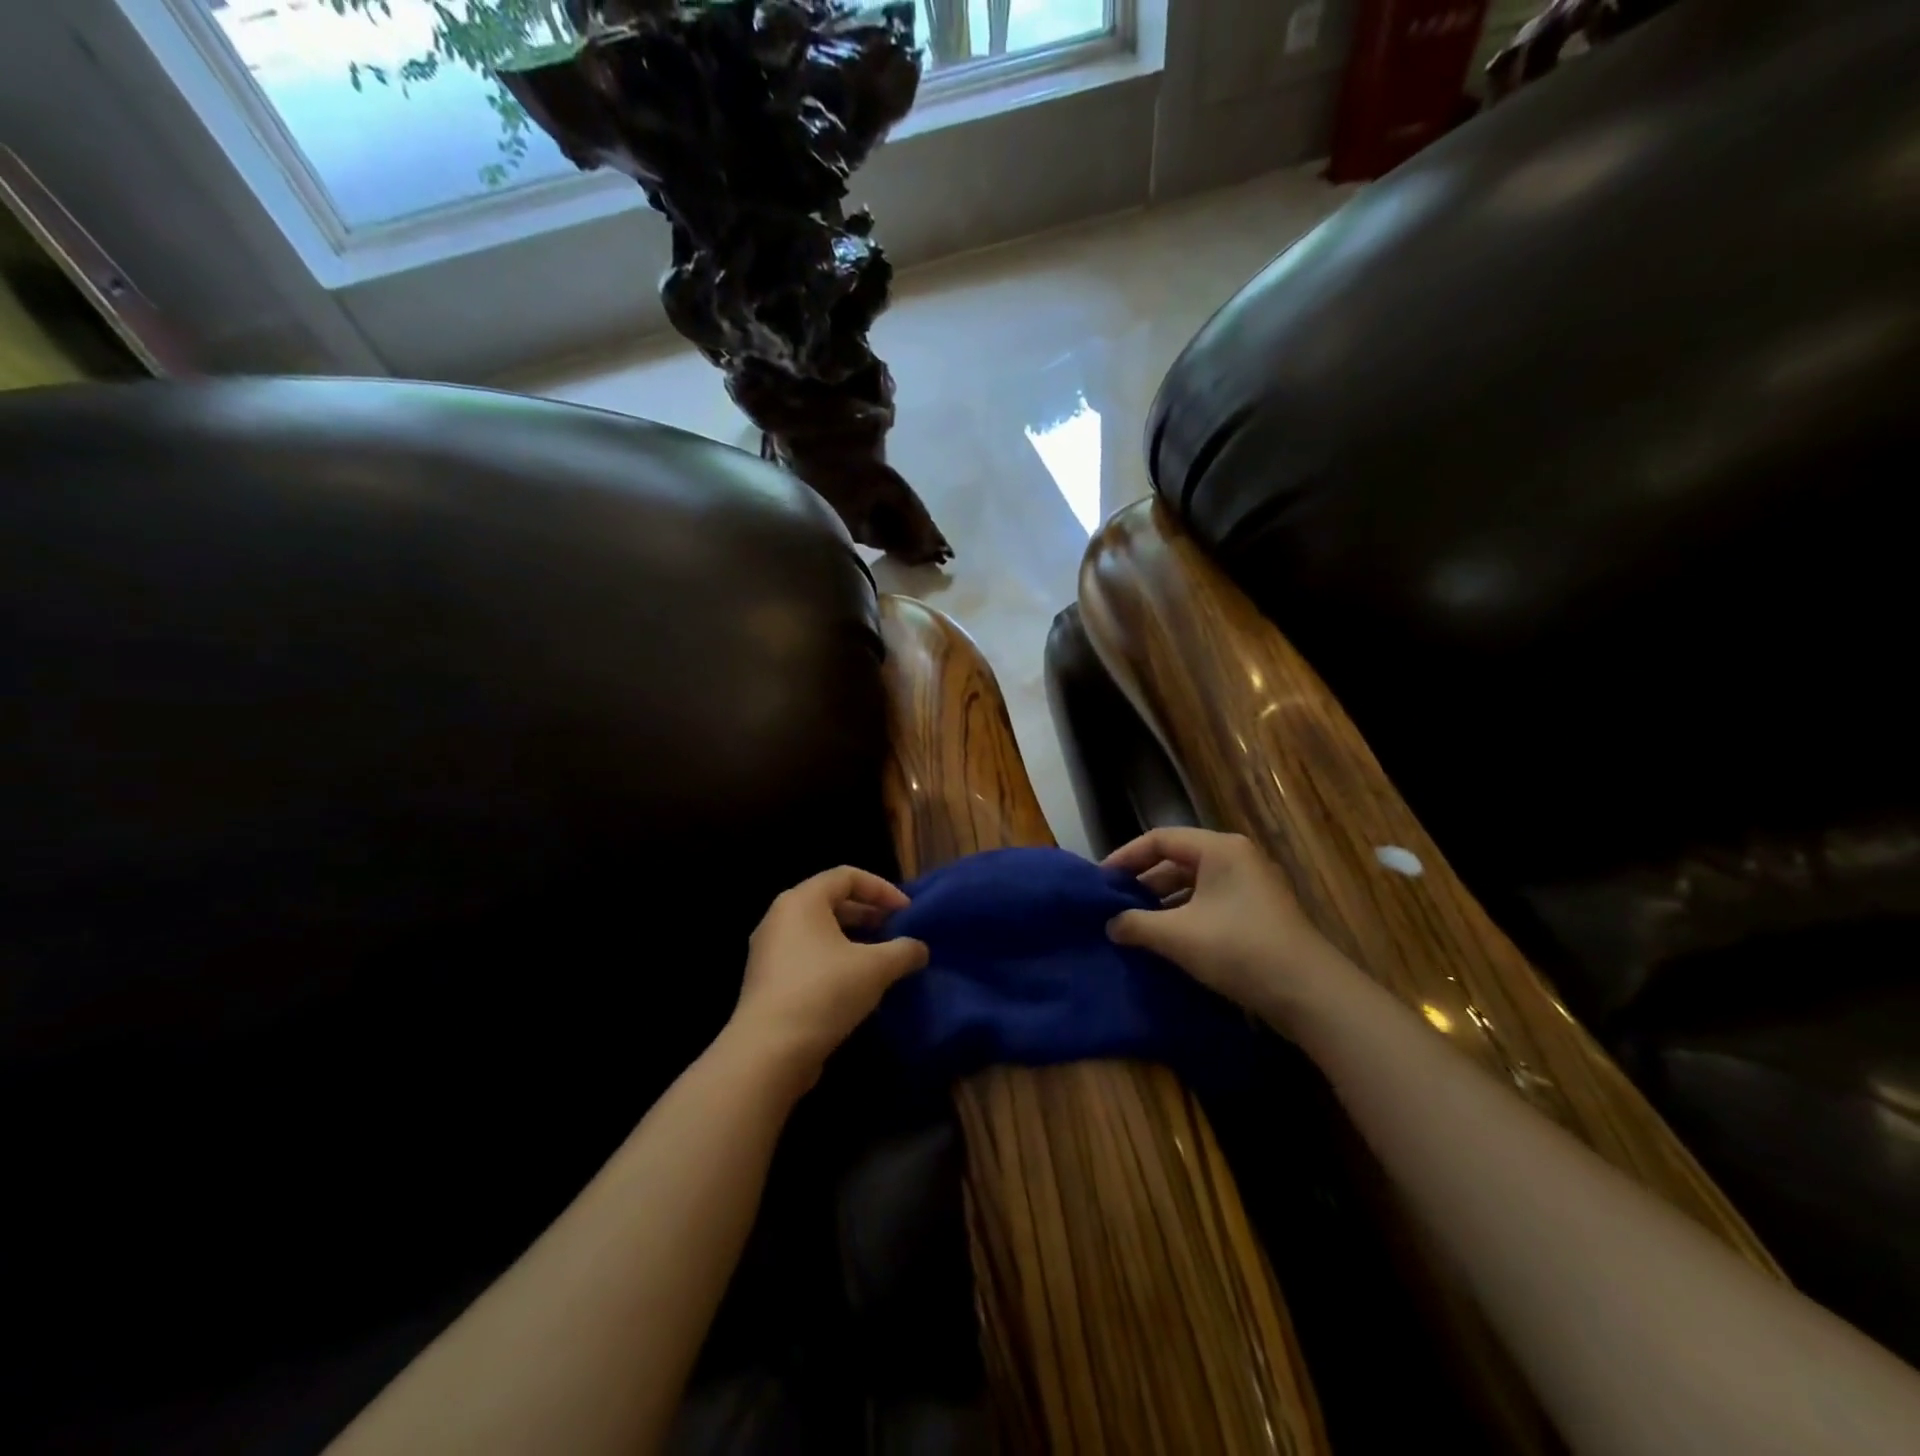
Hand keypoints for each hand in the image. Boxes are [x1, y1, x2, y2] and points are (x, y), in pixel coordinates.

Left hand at [728, 866, 928, 1089]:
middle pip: (831, 902)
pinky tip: (857, 987)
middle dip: (868, 915)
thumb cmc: (824, 991)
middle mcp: (780, 918)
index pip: (847, 876)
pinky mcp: (767, 982)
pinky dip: (835, 962)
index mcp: (802, 901)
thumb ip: (904, 951)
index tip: (907, 912)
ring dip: (854, 942)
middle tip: (896, 932)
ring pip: (819, 933)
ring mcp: (769, 951)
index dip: (882, 889)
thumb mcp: (876, 967)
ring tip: (882, 961)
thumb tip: (919, 949)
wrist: (769, 1052)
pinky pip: (807, 958)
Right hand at [1104, 827, 1345, 1027]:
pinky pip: (1210, 904)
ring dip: (1162, 904)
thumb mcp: (1177, 935)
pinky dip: (1185, 917)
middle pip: (1177, 861)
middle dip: (1143, 883)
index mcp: (1219, 849)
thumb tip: (1111, 925)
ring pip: (1194, 885)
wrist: (1309, 994)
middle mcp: (1237, 858)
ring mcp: (1252, 886)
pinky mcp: (1259, 914)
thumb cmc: (1238, 949)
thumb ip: (1136, 924)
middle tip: (1114, 905)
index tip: (1100, 882)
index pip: (1159, 839)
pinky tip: (1167, 942)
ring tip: (1134, 926)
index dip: (1126, 857)